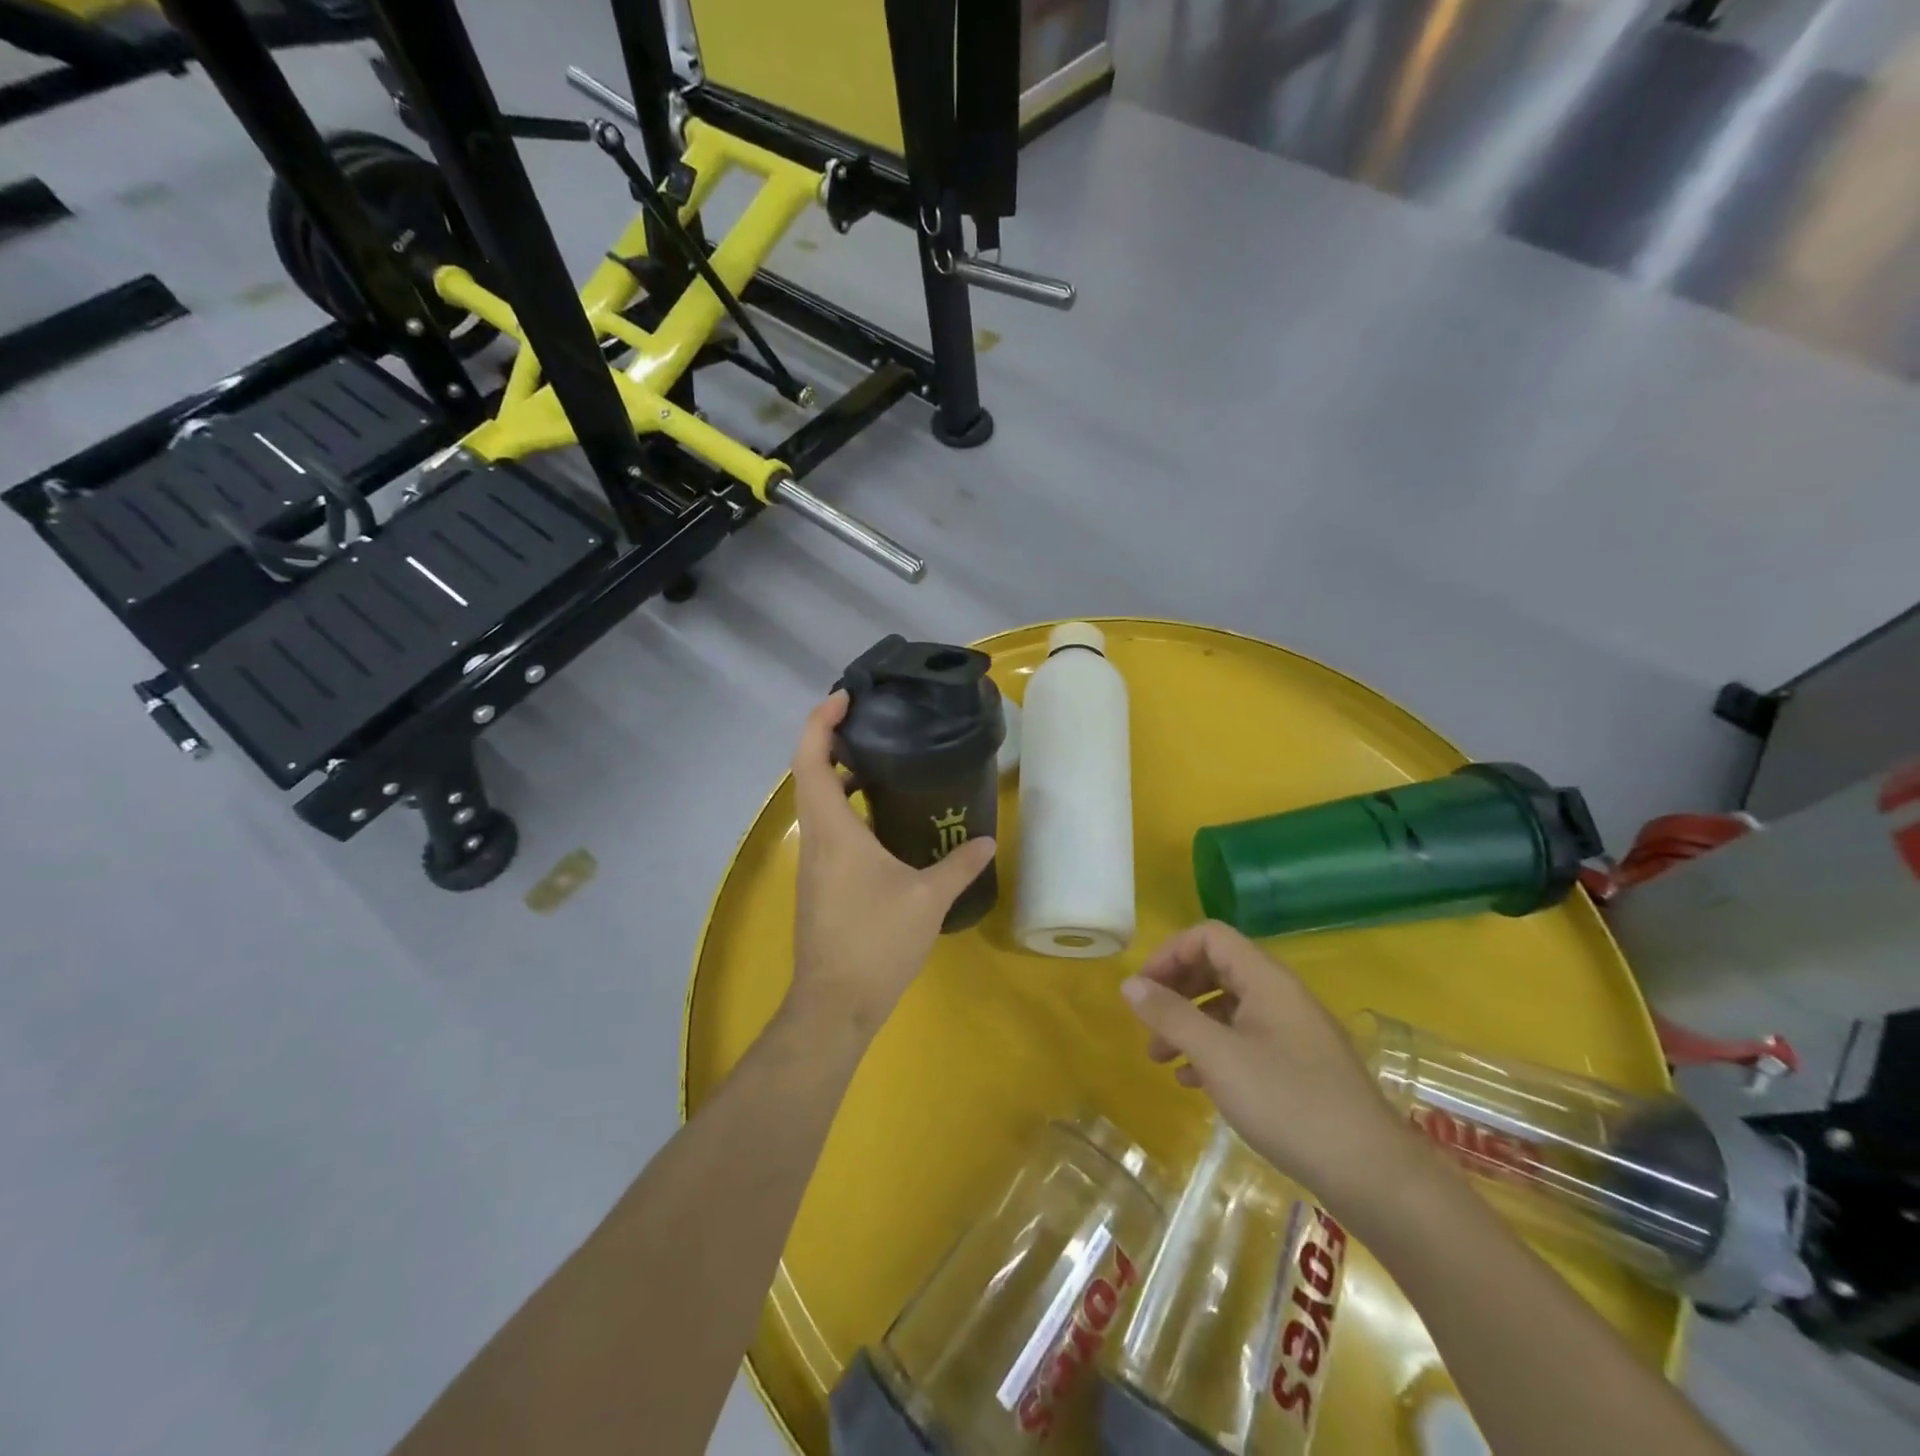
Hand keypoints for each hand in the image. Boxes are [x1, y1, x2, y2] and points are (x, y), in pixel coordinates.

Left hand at [786, 693, 996, 1034]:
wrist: (835, 1005)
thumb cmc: (876, 942)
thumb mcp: (928, 900)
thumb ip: (959, 865)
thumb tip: (988, 840)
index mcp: (833, 830)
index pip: (811, 760)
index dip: (821, 722)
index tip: (845, 698)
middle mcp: (816, 839)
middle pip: (809, 774)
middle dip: (833, 741)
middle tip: (872, 724)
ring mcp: (814, 863)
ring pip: (818, 803)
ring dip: (840, 776)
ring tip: (881, 763)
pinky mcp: (820, 884)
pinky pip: (827, 829)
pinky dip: (846, 808)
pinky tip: (883, 822)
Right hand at [1121, 921, 1419, 1217]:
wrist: (1373, 1174)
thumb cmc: (1288, 1103)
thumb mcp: (1218, 1057)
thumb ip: (1171, 1016)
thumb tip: (1129, 984)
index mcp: (1265, 979)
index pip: (1209, 937)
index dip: (1170, 953)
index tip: (1142, 989)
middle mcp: (1280, 994)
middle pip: (1217, 968)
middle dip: (1176, 991)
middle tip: (1147, 1023)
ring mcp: (1293, 1030)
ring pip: (1228, 1007)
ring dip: (1190, 1024)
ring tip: (1161, 1059)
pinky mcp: (1299, 1065)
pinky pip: (1245, 1038)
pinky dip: (1214, 1050)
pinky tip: (1195, 1083)